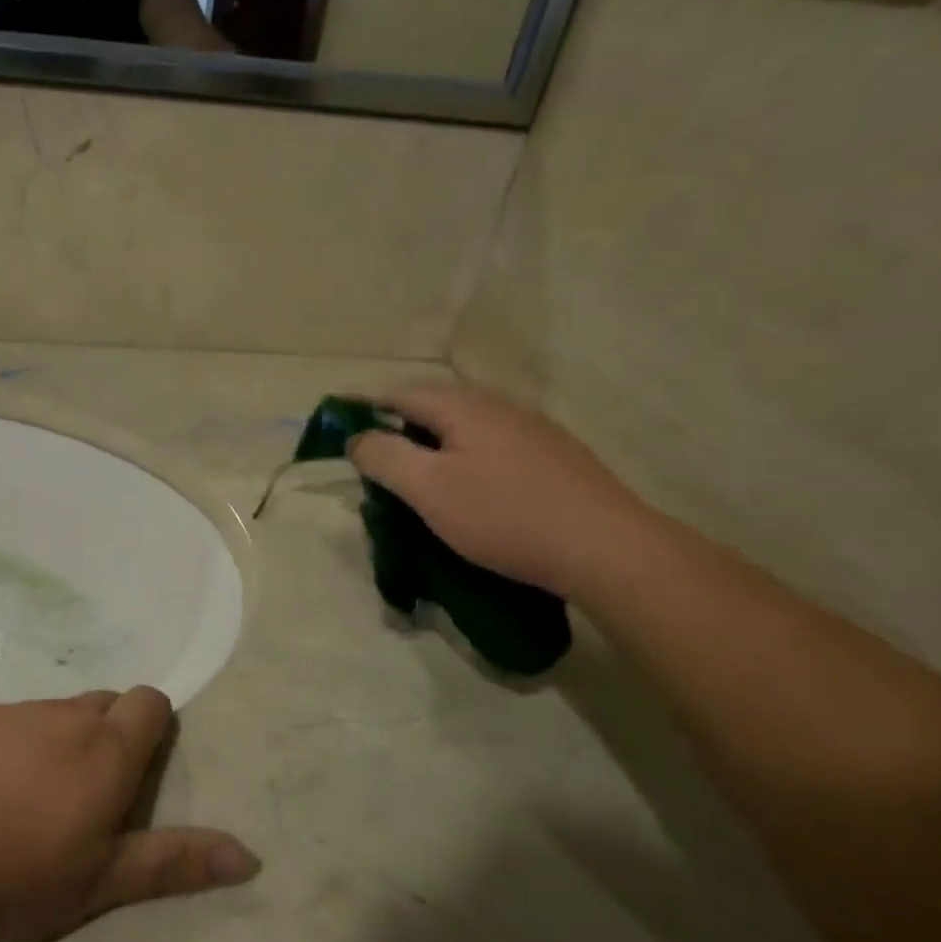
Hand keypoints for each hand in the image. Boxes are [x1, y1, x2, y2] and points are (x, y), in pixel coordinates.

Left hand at [0, 688, 259, 941]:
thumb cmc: (8, 870)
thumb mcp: (97, 883)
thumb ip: (172, 863)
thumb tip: (249, 855)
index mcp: (106, 750)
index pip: (150, 702)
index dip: (153, 725)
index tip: (136, 772)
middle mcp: (65, 716)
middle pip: (106, 703)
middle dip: (110, 736)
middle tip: (87, 797)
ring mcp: (13, 711)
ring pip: (57, 713)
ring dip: (61, 742)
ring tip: (32, 800)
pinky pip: (12, 721)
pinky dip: (16, 745)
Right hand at [347, 382, 649, 597]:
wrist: (604, 547)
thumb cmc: (504, 515)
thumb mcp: (429, 489)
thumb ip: (385, 457)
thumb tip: (358, 437)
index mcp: (463, 406)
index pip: (398, 394)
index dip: (363, 406)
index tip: (336, 423)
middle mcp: (498, 406)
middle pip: (432, 407)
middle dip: (397, 426)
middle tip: (372, 458)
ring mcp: (531, 430)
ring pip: (464, 428)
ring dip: (431, 445)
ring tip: (415, 477)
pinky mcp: (552, 458)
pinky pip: (490, 447)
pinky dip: (463, 459)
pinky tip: (468, 489)